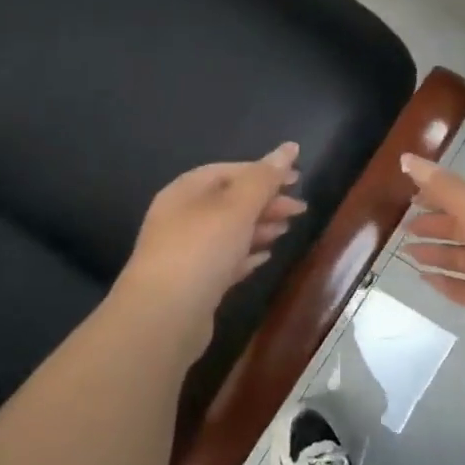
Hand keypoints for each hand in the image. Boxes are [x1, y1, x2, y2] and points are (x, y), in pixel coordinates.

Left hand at [115, 143, 306, 346]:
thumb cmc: (201, 250)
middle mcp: (181, 217)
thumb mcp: (237, 207)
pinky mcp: (195, 282)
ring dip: (259, 227)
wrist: (164, 316)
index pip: (228, 171)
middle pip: (230, 201)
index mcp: (185, 191)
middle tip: (300, 210)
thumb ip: (264, 178)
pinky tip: (265, 258)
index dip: (264, 171)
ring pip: (229, 231)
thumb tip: (289, 147)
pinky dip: (246, 254)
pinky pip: (225, 260)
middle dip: (266, 202)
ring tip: (286, 230)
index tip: (297, 179)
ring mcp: (186, 252)